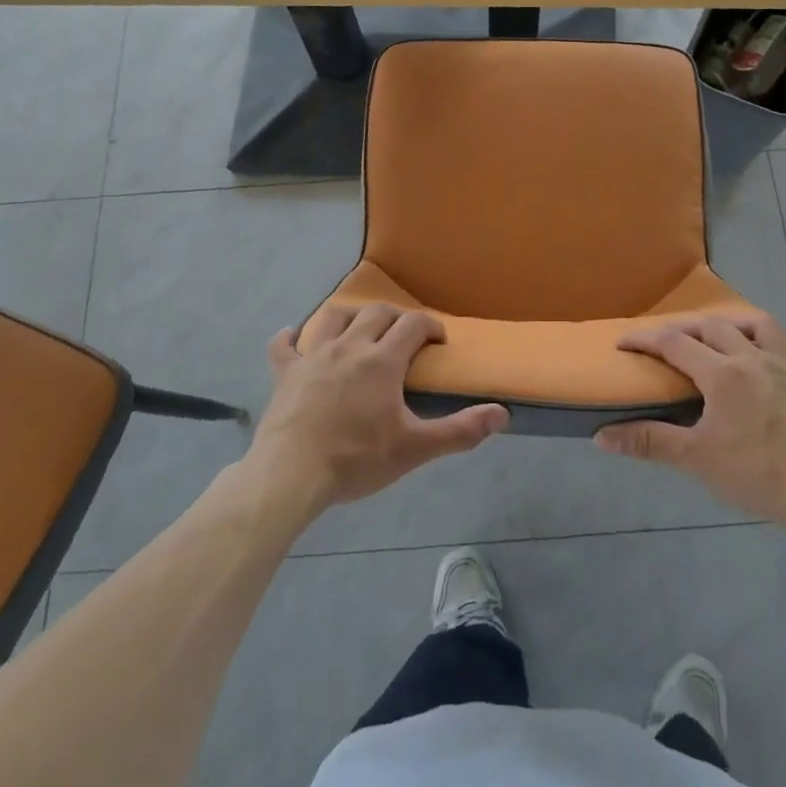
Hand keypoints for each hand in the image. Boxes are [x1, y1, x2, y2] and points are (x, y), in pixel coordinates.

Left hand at [246, 304, 508, 513]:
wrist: (292, 473)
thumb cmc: (357, 459)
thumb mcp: (415, 448)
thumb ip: (461, 430)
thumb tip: (502, 413)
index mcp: (382, 360)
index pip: (412, 324)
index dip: (430, 326)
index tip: (438, 340)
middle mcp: (349, 346)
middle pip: (376, 313)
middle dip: (395, 317)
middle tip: (404, 336)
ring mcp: (312, 356)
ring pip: (333, 318)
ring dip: (350, 317)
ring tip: (359, 329)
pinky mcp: (284, 373)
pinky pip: (283, 345)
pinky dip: (290, 338)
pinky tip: (294, 337)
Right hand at [596, 313, 785, 524]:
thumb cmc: (754, 472)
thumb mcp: (695, 458)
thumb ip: (649, 442)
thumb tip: (601, 437)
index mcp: (722, 373)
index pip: (673, 343)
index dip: (644, 340)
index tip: (622, 343)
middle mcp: (754, 359)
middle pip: (713, 326)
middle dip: (685, 327)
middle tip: (666, 340)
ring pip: (764, 327)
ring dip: (739, 324)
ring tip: (726, 334)